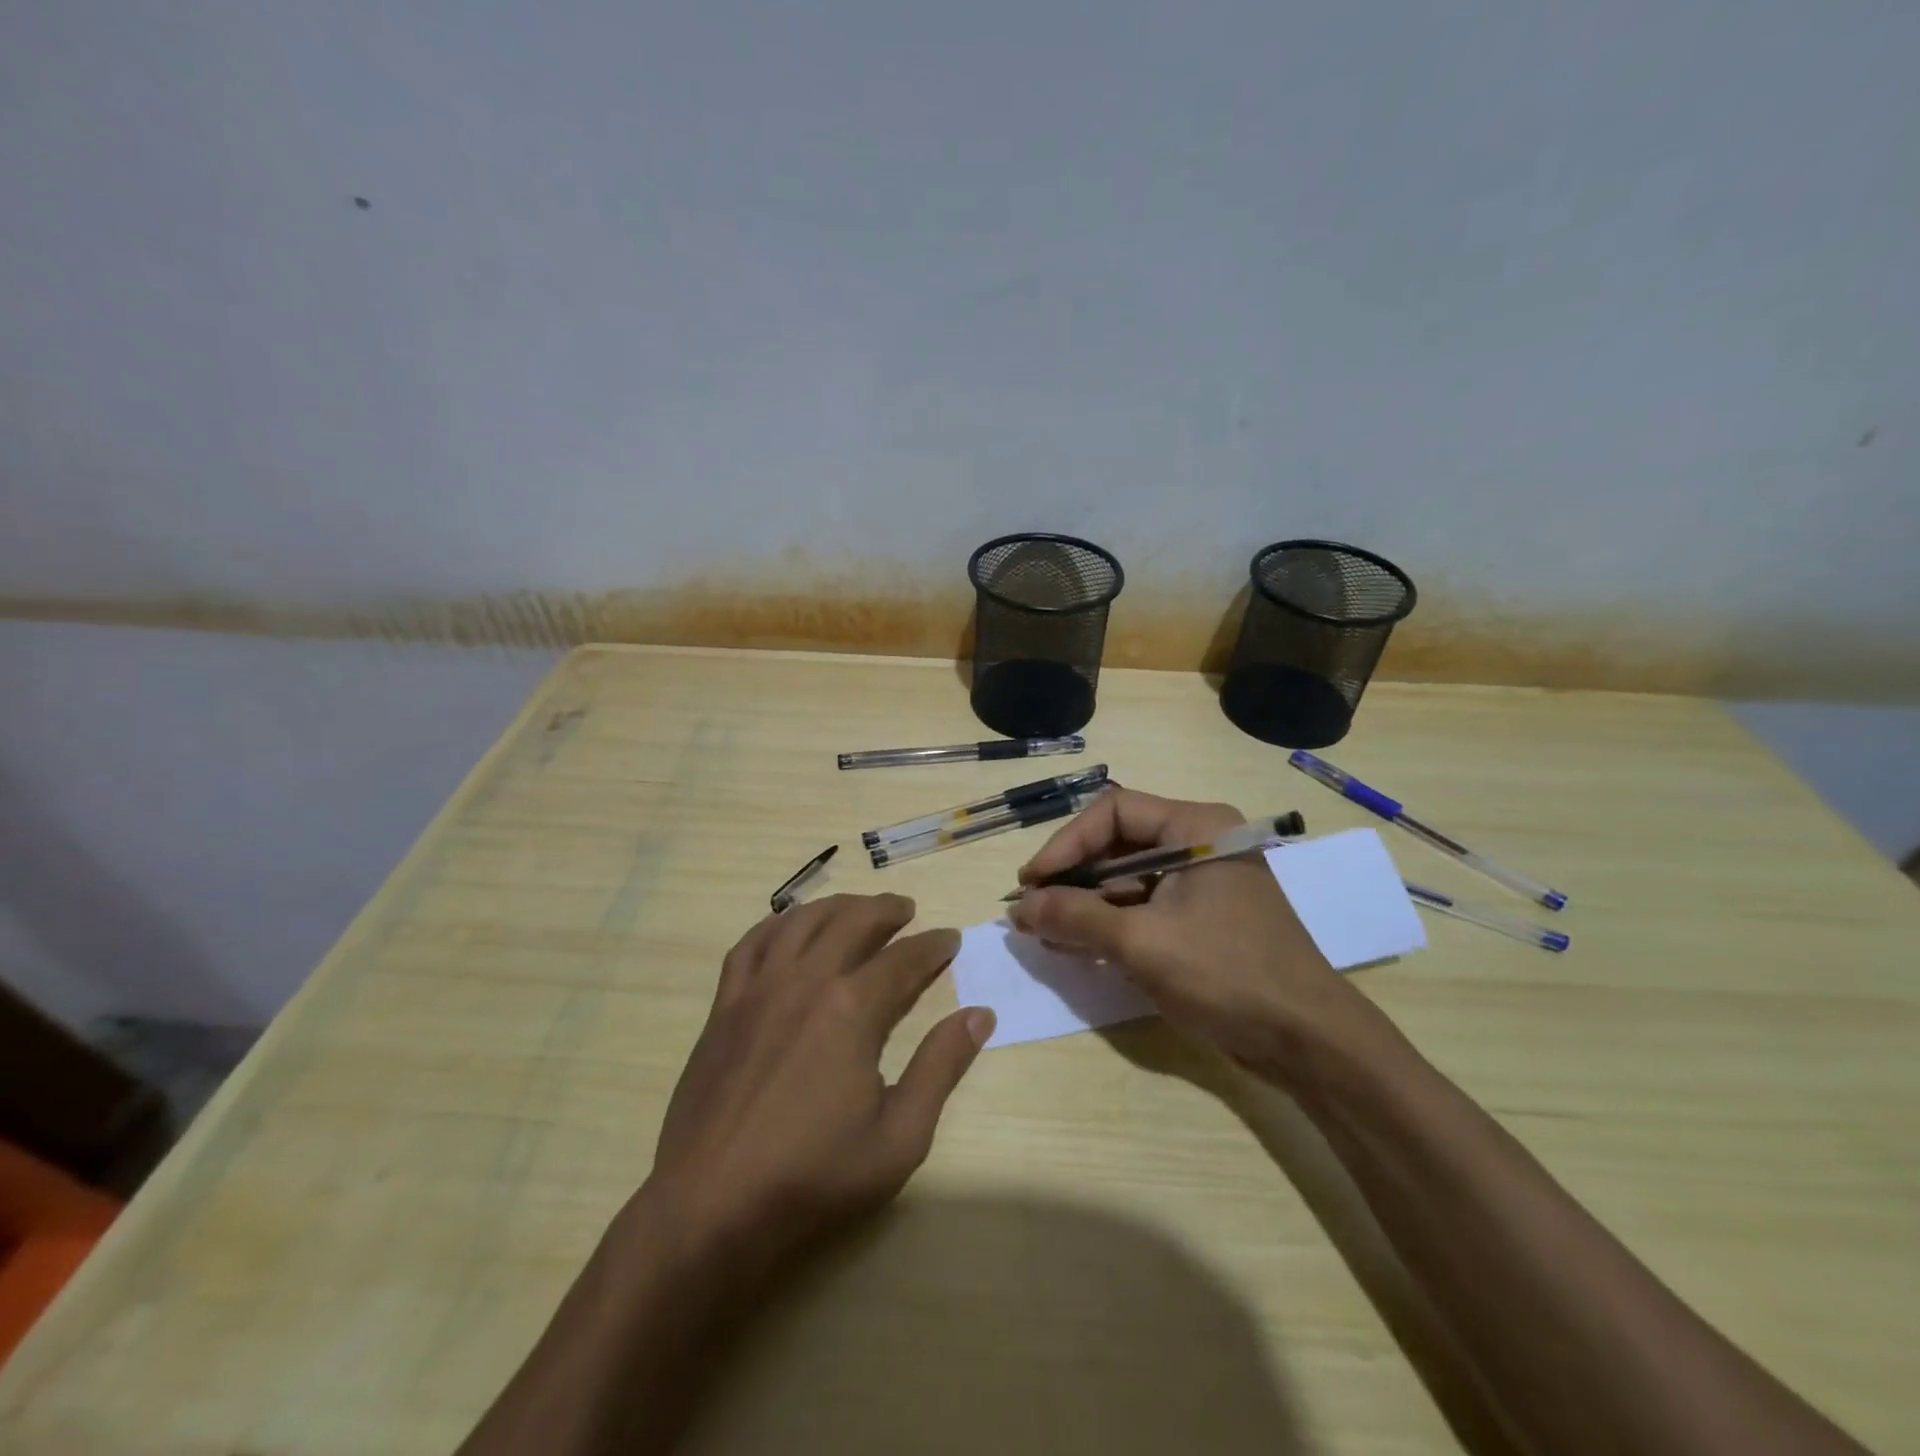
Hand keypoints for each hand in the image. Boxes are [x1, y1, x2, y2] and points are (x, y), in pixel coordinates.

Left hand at [640, 893, 992, 1272]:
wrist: (710, 1205)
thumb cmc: (812, 1176)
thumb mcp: (899, 1137)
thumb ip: (941, 1068)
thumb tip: (980, 1015)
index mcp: (851, 1009)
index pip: (904, 959)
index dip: (933, 946)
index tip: (950, 939)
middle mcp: (805, 981)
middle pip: (852, 922)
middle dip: (886, 910)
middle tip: (906, 910)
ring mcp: (758, 989)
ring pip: (802, 922)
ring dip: (836, 907)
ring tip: (856, 909)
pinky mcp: (724, 1006)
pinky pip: (751, 944)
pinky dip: (776, 924)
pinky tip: (788, 927)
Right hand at [1008, 789, 1362, 1075]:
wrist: (1307, 1041)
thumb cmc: (1227, 973)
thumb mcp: (1142, 942)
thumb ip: (1075, 917)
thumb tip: (1018, 907)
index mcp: (1196, 827)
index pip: (1113, 812)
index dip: (1067, 843)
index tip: (1032, 883)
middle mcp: (1199, 844)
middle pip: (1117, 845)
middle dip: (1072, 879)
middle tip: (1031, 911)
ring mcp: (1201, 885)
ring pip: (1126, 880)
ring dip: (1085, 906)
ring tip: (1045, 935)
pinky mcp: (1200, 921)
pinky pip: (1143, 909)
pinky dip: (1109, 925)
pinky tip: (1076, 948)